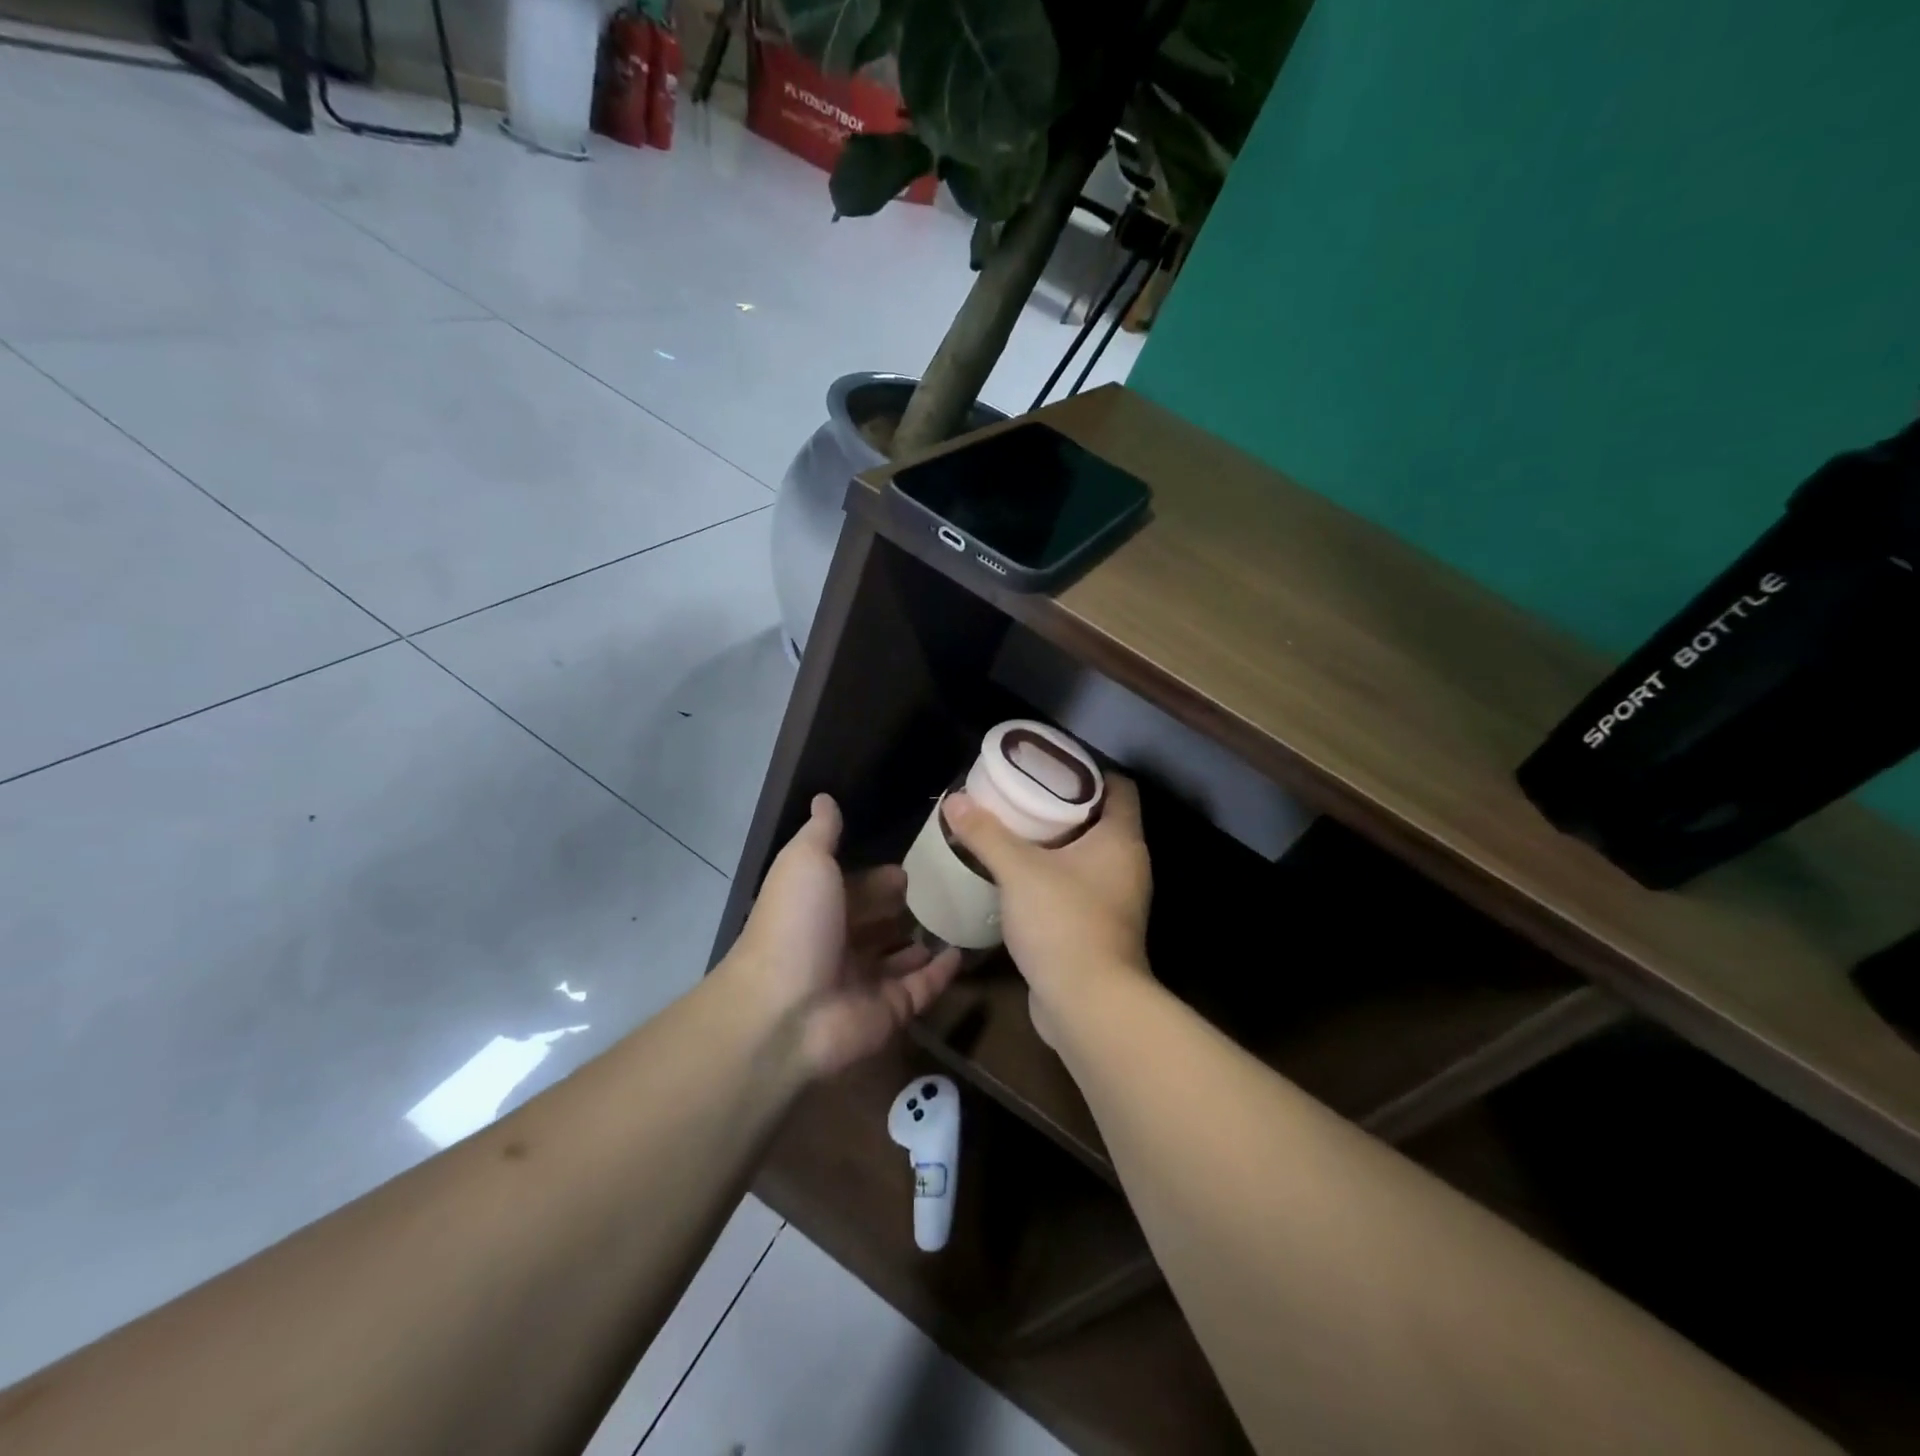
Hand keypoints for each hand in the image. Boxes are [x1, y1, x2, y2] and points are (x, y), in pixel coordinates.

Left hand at [726, 795, 961, 1077]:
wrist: (785, 1010)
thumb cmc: (797, 924)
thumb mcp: (805, 862)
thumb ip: (822, 832)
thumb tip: (824, 798)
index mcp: (819, 909)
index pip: (856, 889)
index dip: (880, 879)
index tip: (915, 867)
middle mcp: (840, 945)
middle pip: (879, 923)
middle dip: (906, 908)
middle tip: (949, 889)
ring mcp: (865, 981)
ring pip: (901, 957)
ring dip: (925, 940)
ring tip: (963, 917)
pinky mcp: (889, 1011)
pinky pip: (921, 988)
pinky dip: (941, 972)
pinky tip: (962, 952)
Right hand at [941, 774, 1151, 1044]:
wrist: (1088, 1004)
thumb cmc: (1063, 921)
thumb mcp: (1018, 870)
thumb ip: (986, 833)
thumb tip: (955, 799)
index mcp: (1121, 840)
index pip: (1119, 787)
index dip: (1088, 771)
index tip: (1049, 767)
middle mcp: (1128, 866)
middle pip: (1100, 820)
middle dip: (1062, 806)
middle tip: (1021, 796)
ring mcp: (1117, 900)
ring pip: (1087, 857)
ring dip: (1056, 845)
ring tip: (1014, 832)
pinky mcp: (1101, 928)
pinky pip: (1078, 888)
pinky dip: (1054, 877)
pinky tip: (1020, 878)